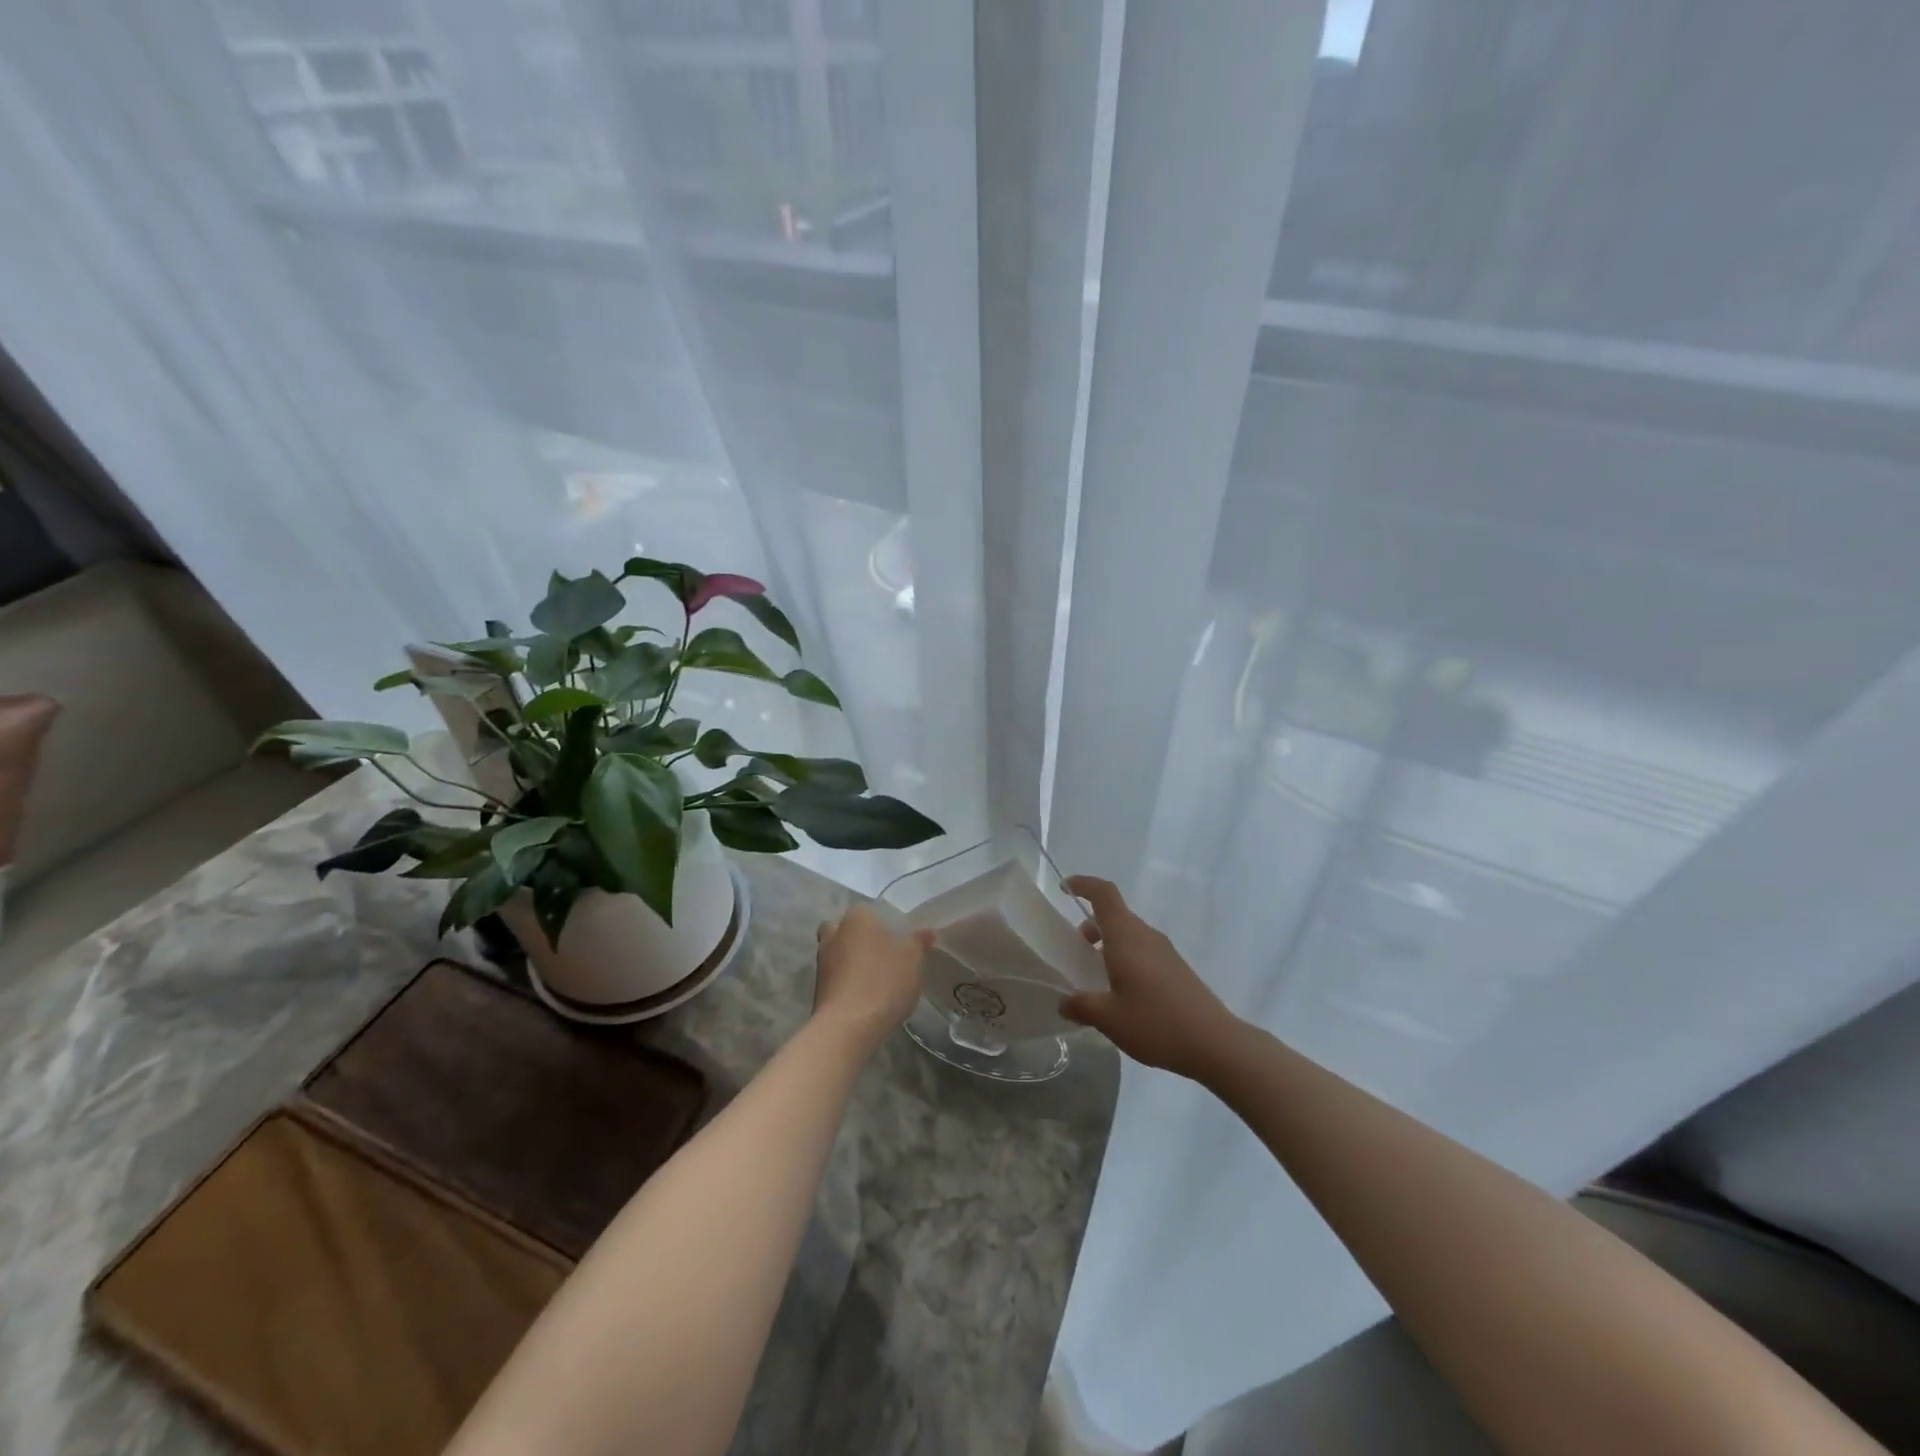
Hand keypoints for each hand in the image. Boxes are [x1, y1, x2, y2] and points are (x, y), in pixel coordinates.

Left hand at [811, 903, 933, 1055]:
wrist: (847, 1027)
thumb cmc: (883, 982)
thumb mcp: (913, 960)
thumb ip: (919, 942)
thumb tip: (926, 932)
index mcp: (857, 917)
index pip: (869, 910)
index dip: (883, 923)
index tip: (898, 940)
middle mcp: (834, 934)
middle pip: (847, 930)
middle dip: (859, 939)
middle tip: (882, 955)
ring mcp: (822, 962)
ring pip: (838, 953)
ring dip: (852, 962)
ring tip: (877, 980)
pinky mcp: (817, 989)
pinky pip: (835, 978)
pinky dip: (847, 983)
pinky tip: (865, 998)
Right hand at [1061, 877, 1239, 1079]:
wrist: (1215, 1043)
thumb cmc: (1156, 1023)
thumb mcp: (1109, 1019)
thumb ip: (1081, 1006)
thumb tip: (1063, 1003)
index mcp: (1126, 937)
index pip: (1104, 894)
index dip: (1083, 885)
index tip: (1064, 887)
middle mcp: (1146, 936)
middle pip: (1115, 915)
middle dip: (1091, 925)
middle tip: (1074, 949)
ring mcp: (1164, 951)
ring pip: (1129, 934)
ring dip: (1108, 944)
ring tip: (1094, 975)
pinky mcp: (1176, 968)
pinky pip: (1143, 950)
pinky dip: (1125, 958)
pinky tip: (1121, 992)